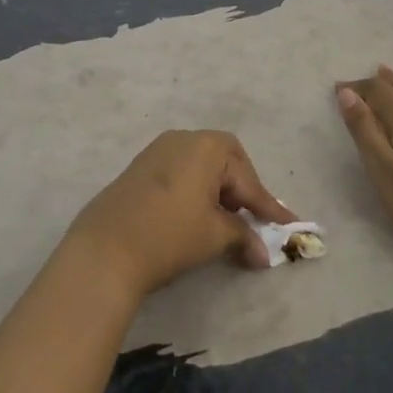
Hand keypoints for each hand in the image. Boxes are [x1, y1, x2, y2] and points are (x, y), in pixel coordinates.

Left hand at [66, 130, 294, 302]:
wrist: (105, 248)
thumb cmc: (170, 234)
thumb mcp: (215, 235)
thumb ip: (243, 236)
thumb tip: (263, 253)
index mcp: (206, 146)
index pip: (247, 178)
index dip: (268, 206)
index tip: (287, 225)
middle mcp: (183, 138)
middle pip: (225, 160)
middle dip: (241, 189)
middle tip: (251, 218)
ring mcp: (157, 150)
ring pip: (201, 166)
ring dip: (217, 191)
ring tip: (225, 222)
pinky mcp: (140, 168)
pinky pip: (180, 172)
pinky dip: (195, 191)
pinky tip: (196, 216)